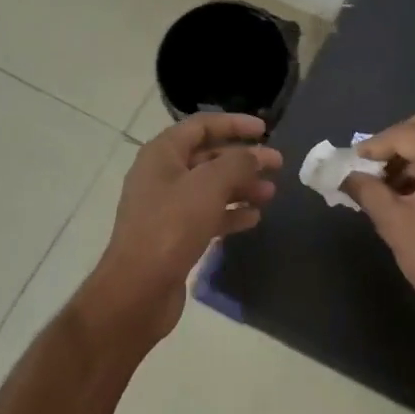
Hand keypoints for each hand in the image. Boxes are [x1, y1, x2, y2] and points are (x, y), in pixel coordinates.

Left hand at [77, 113, 281, 347]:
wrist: (138, 290)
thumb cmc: (171, 226)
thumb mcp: (209, 186)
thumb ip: (237, 163)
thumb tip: (255, 155)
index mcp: (162, 154)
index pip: (202, 126)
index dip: (234, 124)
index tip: (264, 130)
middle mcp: (162, 175)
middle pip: (208, 157)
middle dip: (243, 159)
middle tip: (277, 164)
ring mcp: (166, 207)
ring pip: (210, 187)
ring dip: (240, 187)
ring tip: (270, 193)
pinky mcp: (173, 235)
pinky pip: (207, 215)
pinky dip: (230, 213)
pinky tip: (253, 218)